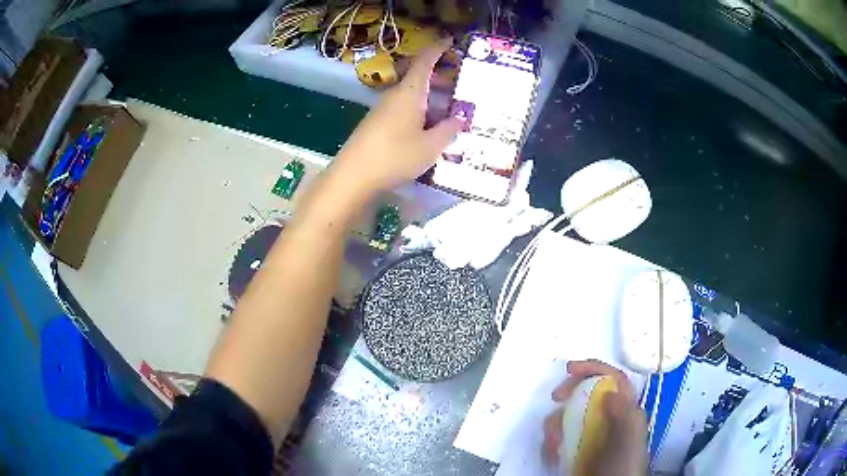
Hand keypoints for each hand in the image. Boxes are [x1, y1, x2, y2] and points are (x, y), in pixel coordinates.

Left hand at [333, 37, 463, 190]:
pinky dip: (419, 111)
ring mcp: (382, 109)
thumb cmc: (395, 156)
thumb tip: (460, 119)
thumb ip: (449, 130)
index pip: (425, 61)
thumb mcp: (431, 146)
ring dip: (430, 97)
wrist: (353, 176)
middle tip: (458, 82)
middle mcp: (395, 95)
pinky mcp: (376, 124)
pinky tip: (427, 128)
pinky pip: (402, 109)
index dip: (437, 48)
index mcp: (410, 92)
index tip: (449, 40)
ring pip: (411, 95)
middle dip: (438, 77)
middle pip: (418, 78)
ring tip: (449, 110)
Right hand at [542, 360, 647, 475]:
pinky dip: (553, 440)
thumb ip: (623, 415)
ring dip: (557, 423)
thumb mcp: (628, 440)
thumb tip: (610, 391)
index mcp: (626, 411)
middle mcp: (609, 418)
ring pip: (571, 414)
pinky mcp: (578, 447)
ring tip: (554, 441)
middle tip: (556, 397)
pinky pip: (561, 435)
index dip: (594, 368)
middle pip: (588, 392)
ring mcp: (592, 433)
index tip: (570, 369)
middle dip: (570, 392)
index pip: (613, 379)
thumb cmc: (622, 466)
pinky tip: (555, 451)